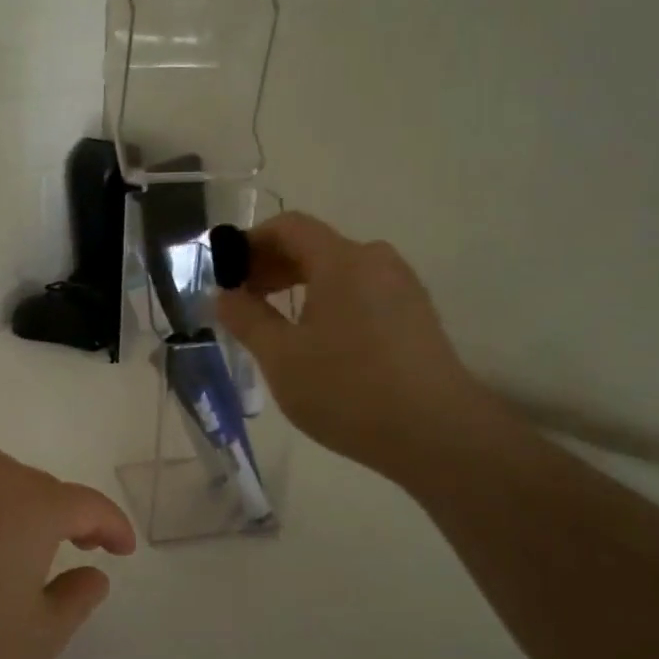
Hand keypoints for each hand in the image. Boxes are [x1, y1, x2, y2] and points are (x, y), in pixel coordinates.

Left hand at [0, 451, 136, 658]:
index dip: (113, 525)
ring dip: (27, 495)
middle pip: (45, 484)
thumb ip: (78, 597)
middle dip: (72, 511)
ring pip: (1, 473)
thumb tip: (94, 572)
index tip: (124, 550)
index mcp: (33, 508)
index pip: (88, 504)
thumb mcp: (40, 636)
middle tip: (81, 545)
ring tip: (29, 530)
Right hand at [215, 213, 495, 483]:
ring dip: (299, 285)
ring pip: (338, 270)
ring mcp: (401, 287)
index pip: (288, 226)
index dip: (251, 242)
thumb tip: (223, 294)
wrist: (435, 433)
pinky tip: (317, 341)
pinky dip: (329, 301)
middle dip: (272, 266)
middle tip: (243, 302)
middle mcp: (376, 260)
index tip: (226, 274)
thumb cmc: (347, 390)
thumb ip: (246, 318)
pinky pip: (361, 291)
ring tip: (276, 324)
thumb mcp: (280, 357)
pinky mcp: (415, 314)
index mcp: (342, 260)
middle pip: (314, 245)